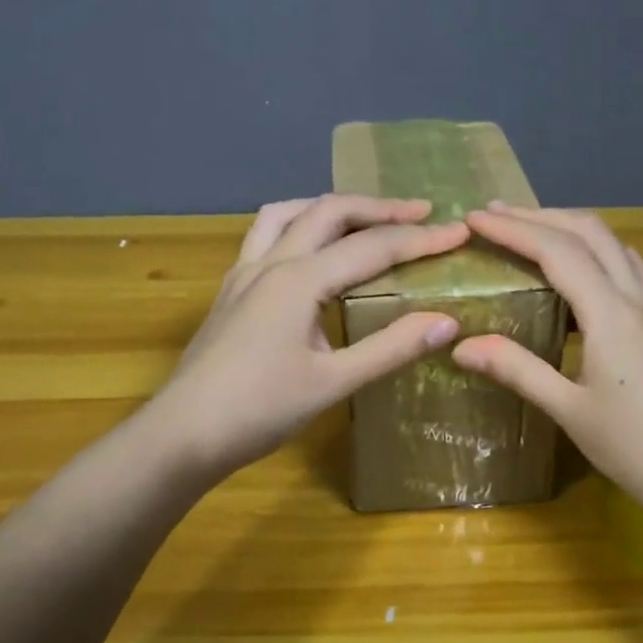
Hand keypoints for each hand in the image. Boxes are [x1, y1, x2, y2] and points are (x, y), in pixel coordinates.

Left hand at [146, 195, 469, 480]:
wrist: (183, 434)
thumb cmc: (259, 411)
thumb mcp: (333, 383)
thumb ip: (390, 348)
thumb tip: (447, 321)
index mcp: (299, 280)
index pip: (371, 247)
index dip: (419, 238)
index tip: (459, 231)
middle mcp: (270, 262)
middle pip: (330, 213)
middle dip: (379, 208)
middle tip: (422, 212)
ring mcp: (244, 273)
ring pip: (289, 213)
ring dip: (332, 207)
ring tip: (365, 217)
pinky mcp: (231, 290)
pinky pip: (267, 235)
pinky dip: (299, 226)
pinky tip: (310, 251)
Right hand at [452, 203, 642, 527]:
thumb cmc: (635, 449)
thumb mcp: (569, 410)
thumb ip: (517, 370)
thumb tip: (461, 346)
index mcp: (612, 315)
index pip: (557, 251)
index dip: (514, 230)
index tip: (476, 218)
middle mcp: (641, 299)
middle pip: (592, 232)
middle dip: (542, 216)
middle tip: (499, 215)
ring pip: (617, 247)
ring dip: (573, 230)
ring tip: (534, 235)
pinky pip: (633, 271)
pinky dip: (599, 256)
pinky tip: (582, 280)